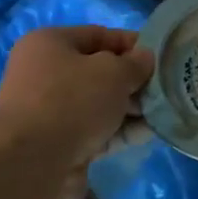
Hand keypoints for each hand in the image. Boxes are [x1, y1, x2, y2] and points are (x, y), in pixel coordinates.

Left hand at [0, 26, 154, 175]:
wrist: (33, 163)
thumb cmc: (72, 101)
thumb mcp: (113, 73)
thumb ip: (135, 63)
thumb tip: (145, 59)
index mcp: (49, 44)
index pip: (98, 35)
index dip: (132, 44)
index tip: (161, 56)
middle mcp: (45, 74)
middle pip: (100, 72)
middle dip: (134, 81)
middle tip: (164, 89)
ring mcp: (51, 112)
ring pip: (100, 104)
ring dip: (131, 109)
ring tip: (163, 113)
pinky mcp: (60, 143)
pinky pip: (97, 131)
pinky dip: (120, 131)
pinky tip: (148, 134)